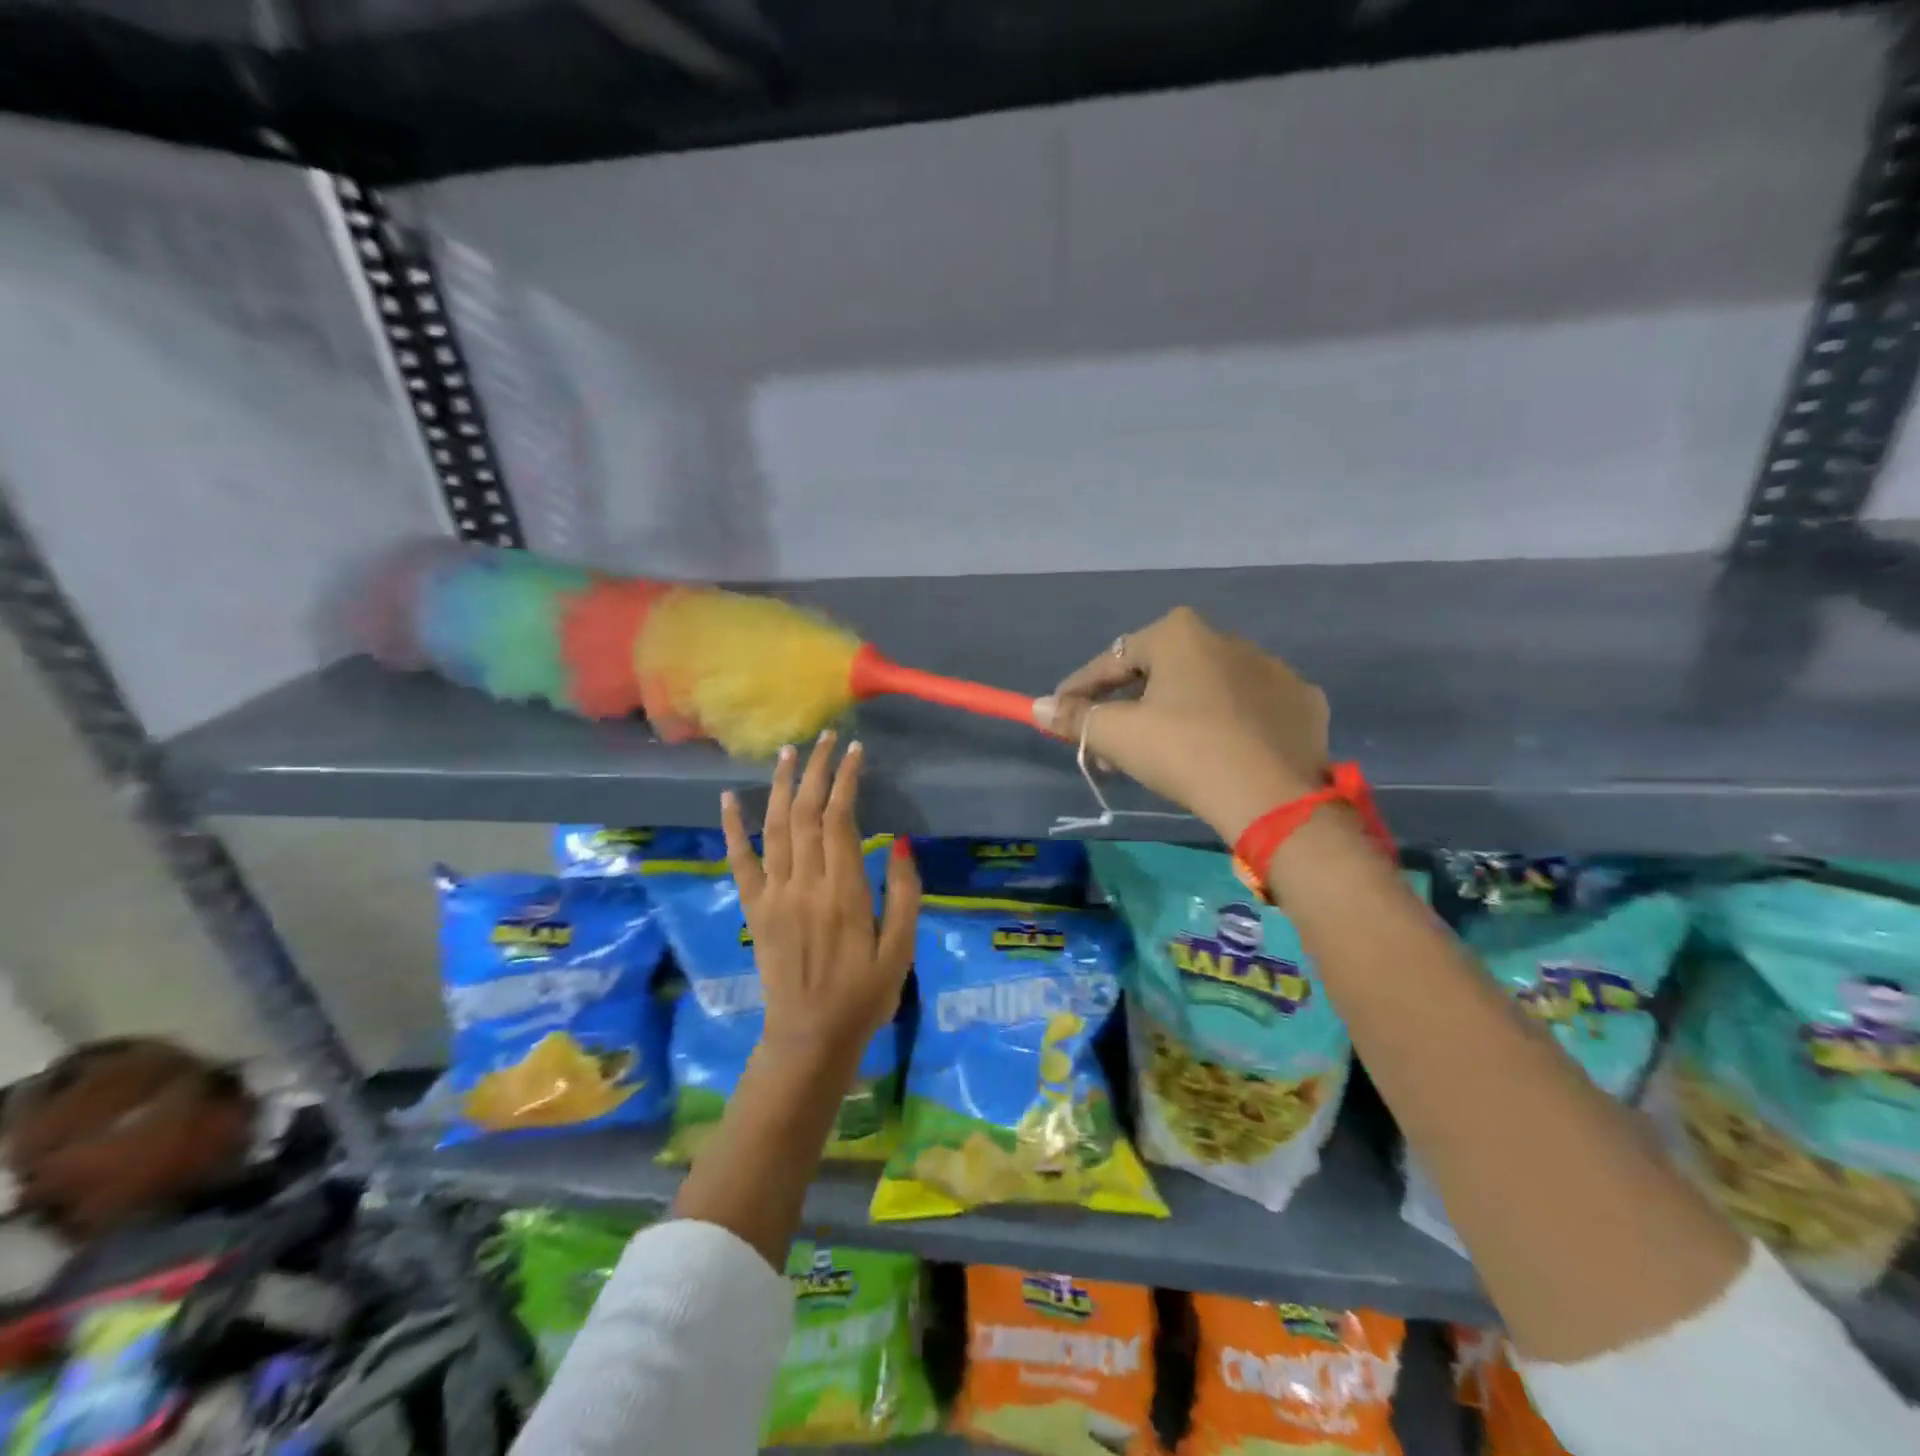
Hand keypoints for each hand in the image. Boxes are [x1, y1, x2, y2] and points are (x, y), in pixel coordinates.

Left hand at [720, 732, 919, 1076]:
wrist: (810, 1038)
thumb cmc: (865, 995)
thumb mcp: (902, 950)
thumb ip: (906, 894)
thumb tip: (903, 843)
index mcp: (844, 893)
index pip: (840, 820)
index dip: (845, 781)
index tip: (854, 751)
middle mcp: (804, 885)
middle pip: (805, 814)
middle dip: (815, 771)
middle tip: (826, 737)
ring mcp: (773, 896)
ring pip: (773, 828)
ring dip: (779, 786)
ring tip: (788, 751)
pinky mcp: (754, 909)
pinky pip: (739, 862)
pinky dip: (732, 828)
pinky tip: (728, 799)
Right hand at [1033, 607, 1329, 842]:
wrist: (1272, 797)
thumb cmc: (1184, 751)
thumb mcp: (1117, 735)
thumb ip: (1075, 718)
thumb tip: (1038, 707)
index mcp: (1180, 634)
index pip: (1113, 659)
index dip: (1080, 688)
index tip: (1060, 711)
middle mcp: (1228, 639)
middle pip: (1160, 673)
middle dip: (1127, 706)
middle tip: (1106, 744)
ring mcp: (1274, 670)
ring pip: (1206, 689)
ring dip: (1175, 714)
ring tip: (1158, 754)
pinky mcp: (1303, 703)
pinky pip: (1249, 709)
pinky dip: (1226, 725)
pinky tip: (1217, 752)